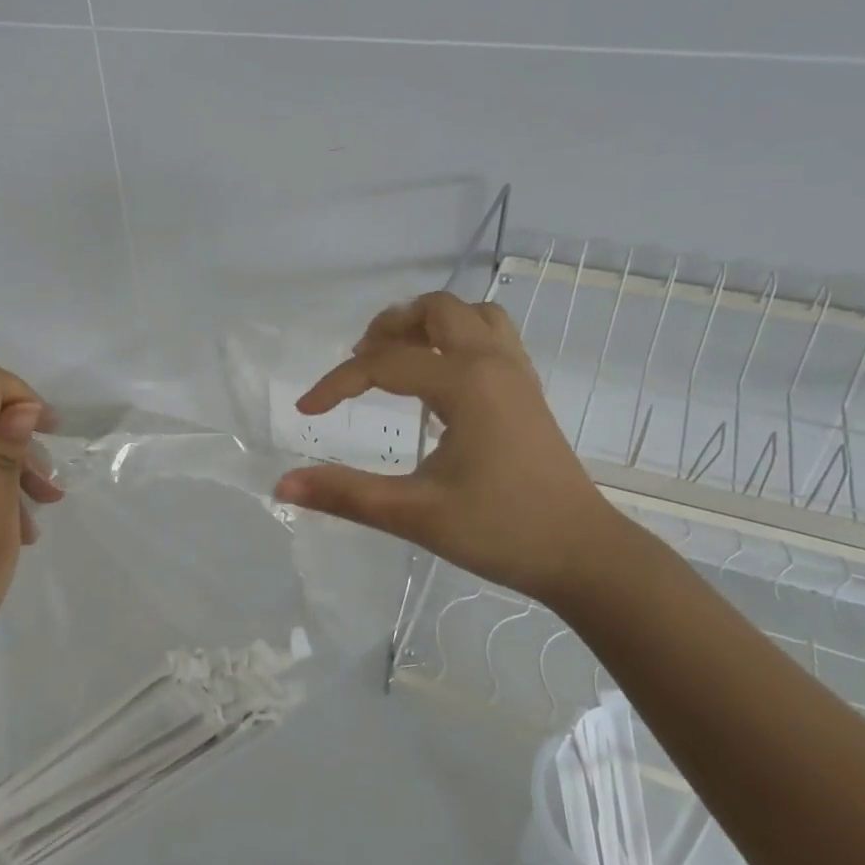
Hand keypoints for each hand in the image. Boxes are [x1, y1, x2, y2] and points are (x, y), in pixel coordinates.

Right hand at [274, 292, 616, 605]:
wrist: (582, 554)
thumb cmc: (501, 531)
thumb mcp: (414, 514)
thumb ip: (345, 495)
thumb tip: (282, 485)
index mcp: (466, 383)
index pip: (384, 363)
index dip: (336, 384)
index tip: (306, 412)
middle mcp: (493, 362)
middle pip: (436, 310)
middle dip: (389, 328)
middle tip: (360, 364)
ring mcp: (517, 374)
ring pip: (471, 316)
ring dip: (428, 326)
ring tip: (398, 360)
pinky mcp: (527, 392)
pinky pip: (491, 338)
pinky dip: (457, 341)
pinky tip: (438, 382)